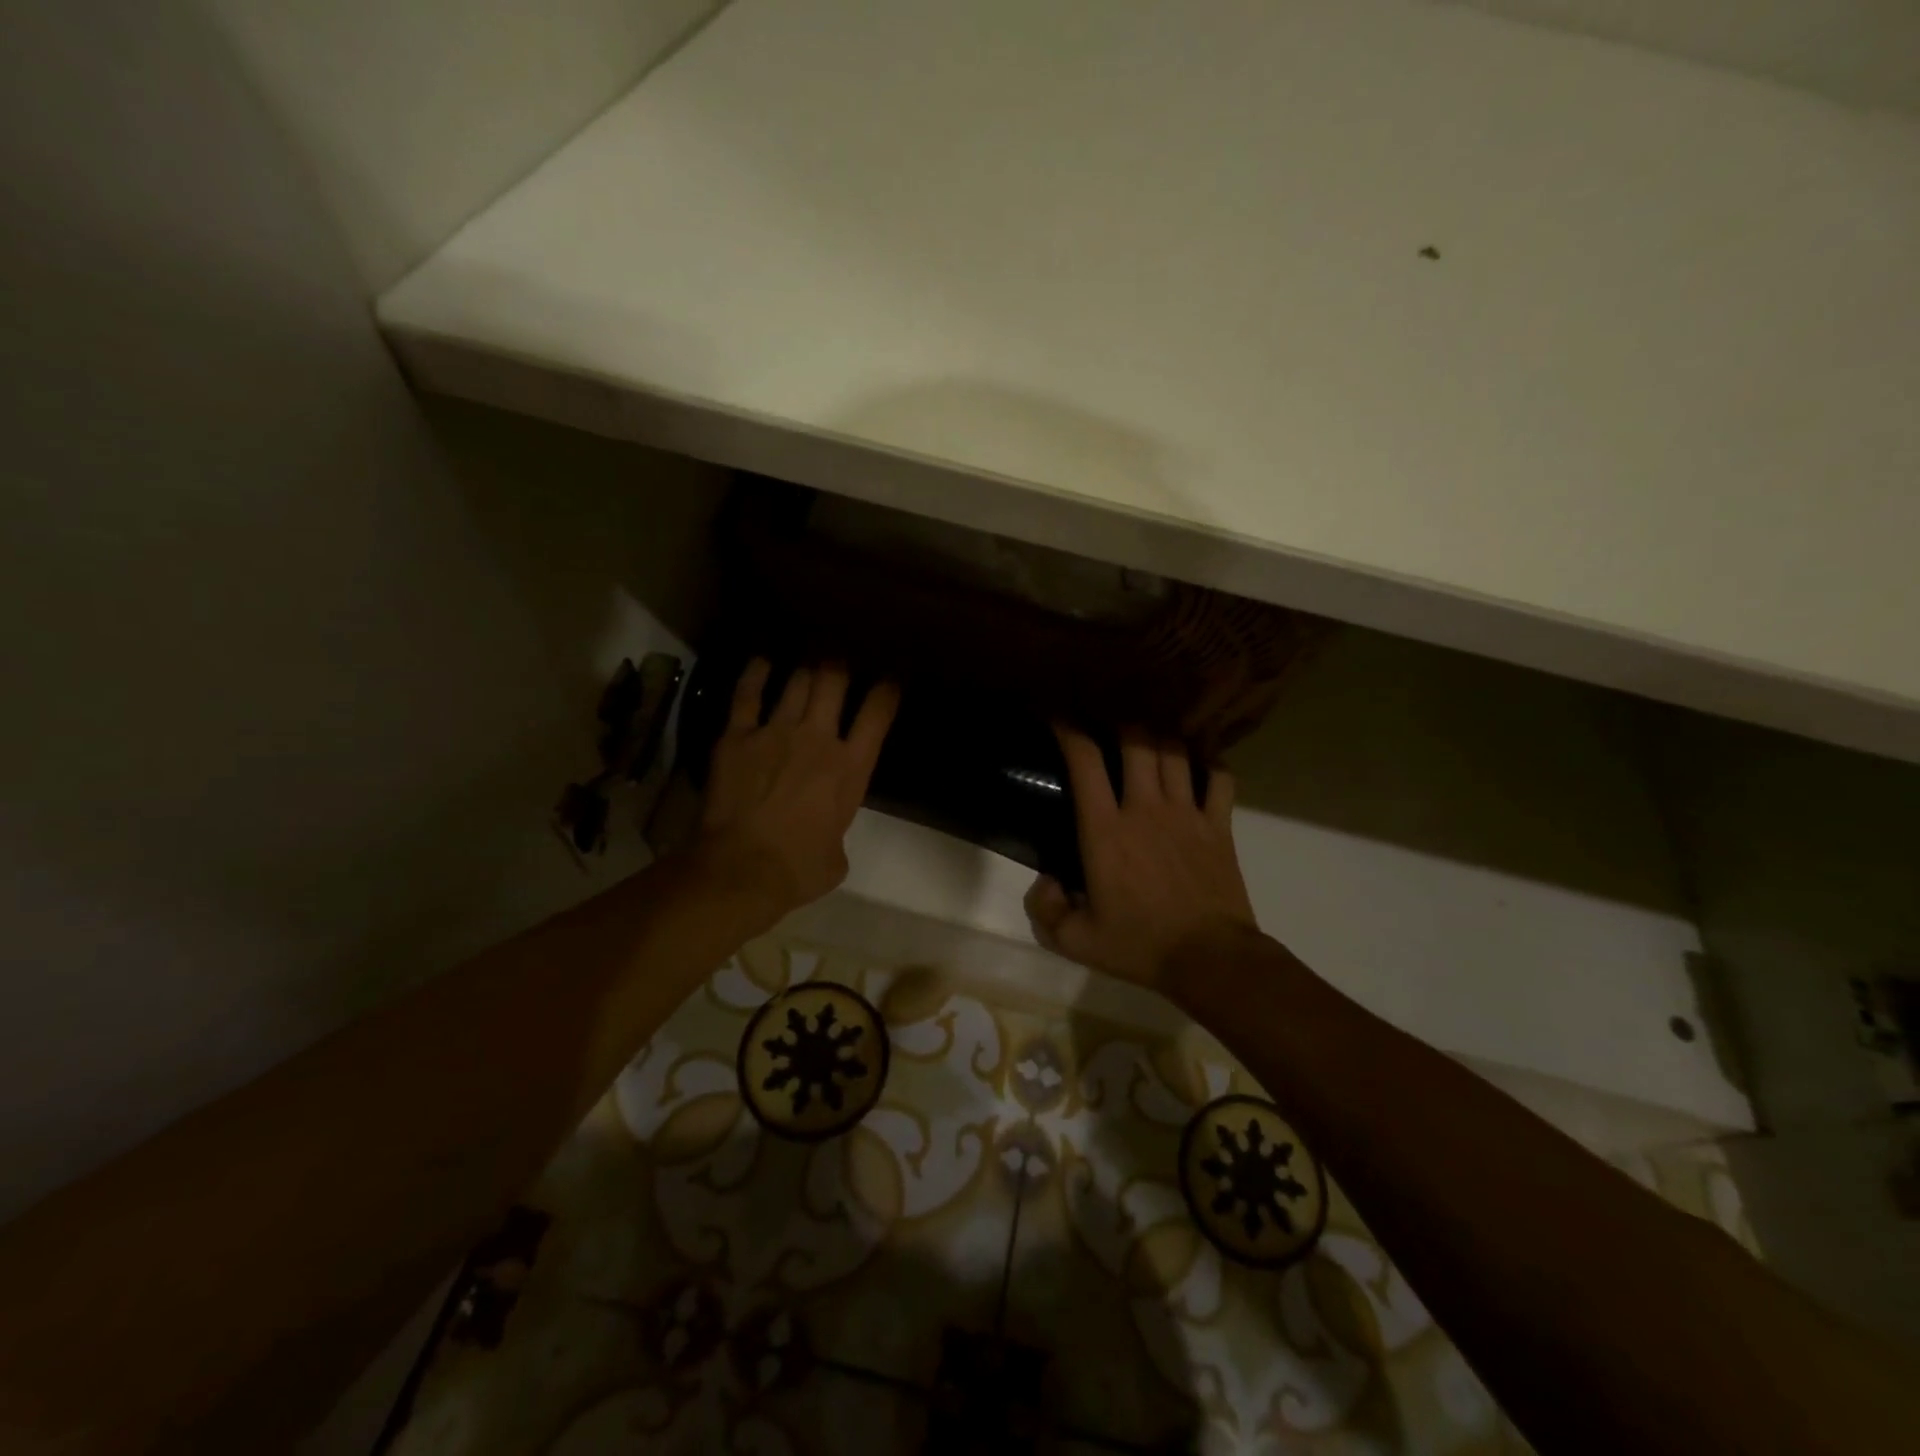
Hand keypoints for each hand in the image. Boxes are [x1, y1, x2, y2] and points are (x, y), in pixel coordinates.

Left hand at [691, 659, 898, 922]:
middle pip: (833, 680)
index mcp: (851, 768)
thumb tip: (826, 832)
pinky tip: (762, 661)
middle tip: (838, 665)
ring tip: (808, 665)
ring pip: (797, 681)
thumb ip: (837, 831)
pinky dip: (756, 674)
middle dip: (839, 666)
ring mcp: (775, 732)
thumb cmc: (797, 871)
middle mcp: (818, 739)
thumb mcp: (837, 857)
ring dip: (805, 669)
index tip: (888, 681)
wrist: (741, 870)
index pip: (877, 713)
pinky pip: (747, 694)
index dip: (886, 690)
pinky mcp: (737, 736)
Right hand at [1024, 726, 1256, 991]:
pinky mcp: (1220, 825)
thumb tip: (1045, 881)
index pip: (1085, 762)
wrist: (1210, 959)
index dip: (1068, 730)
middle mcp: (1146, 808)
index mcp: (1105, 830)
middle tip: (1109, 720)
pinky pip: (1219, 778)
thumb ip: (1046, 910)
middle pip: (1136, 741)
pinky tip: (1201, 767)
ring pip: (1175, 752)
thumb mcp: (1076, 940)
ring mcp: (1187, 813)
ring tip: (1150, 736)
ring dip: (1160, 738)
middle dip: (1120, 722)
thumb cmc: (1139, 946)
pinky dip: (1210, 765)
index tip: (1058, 715)